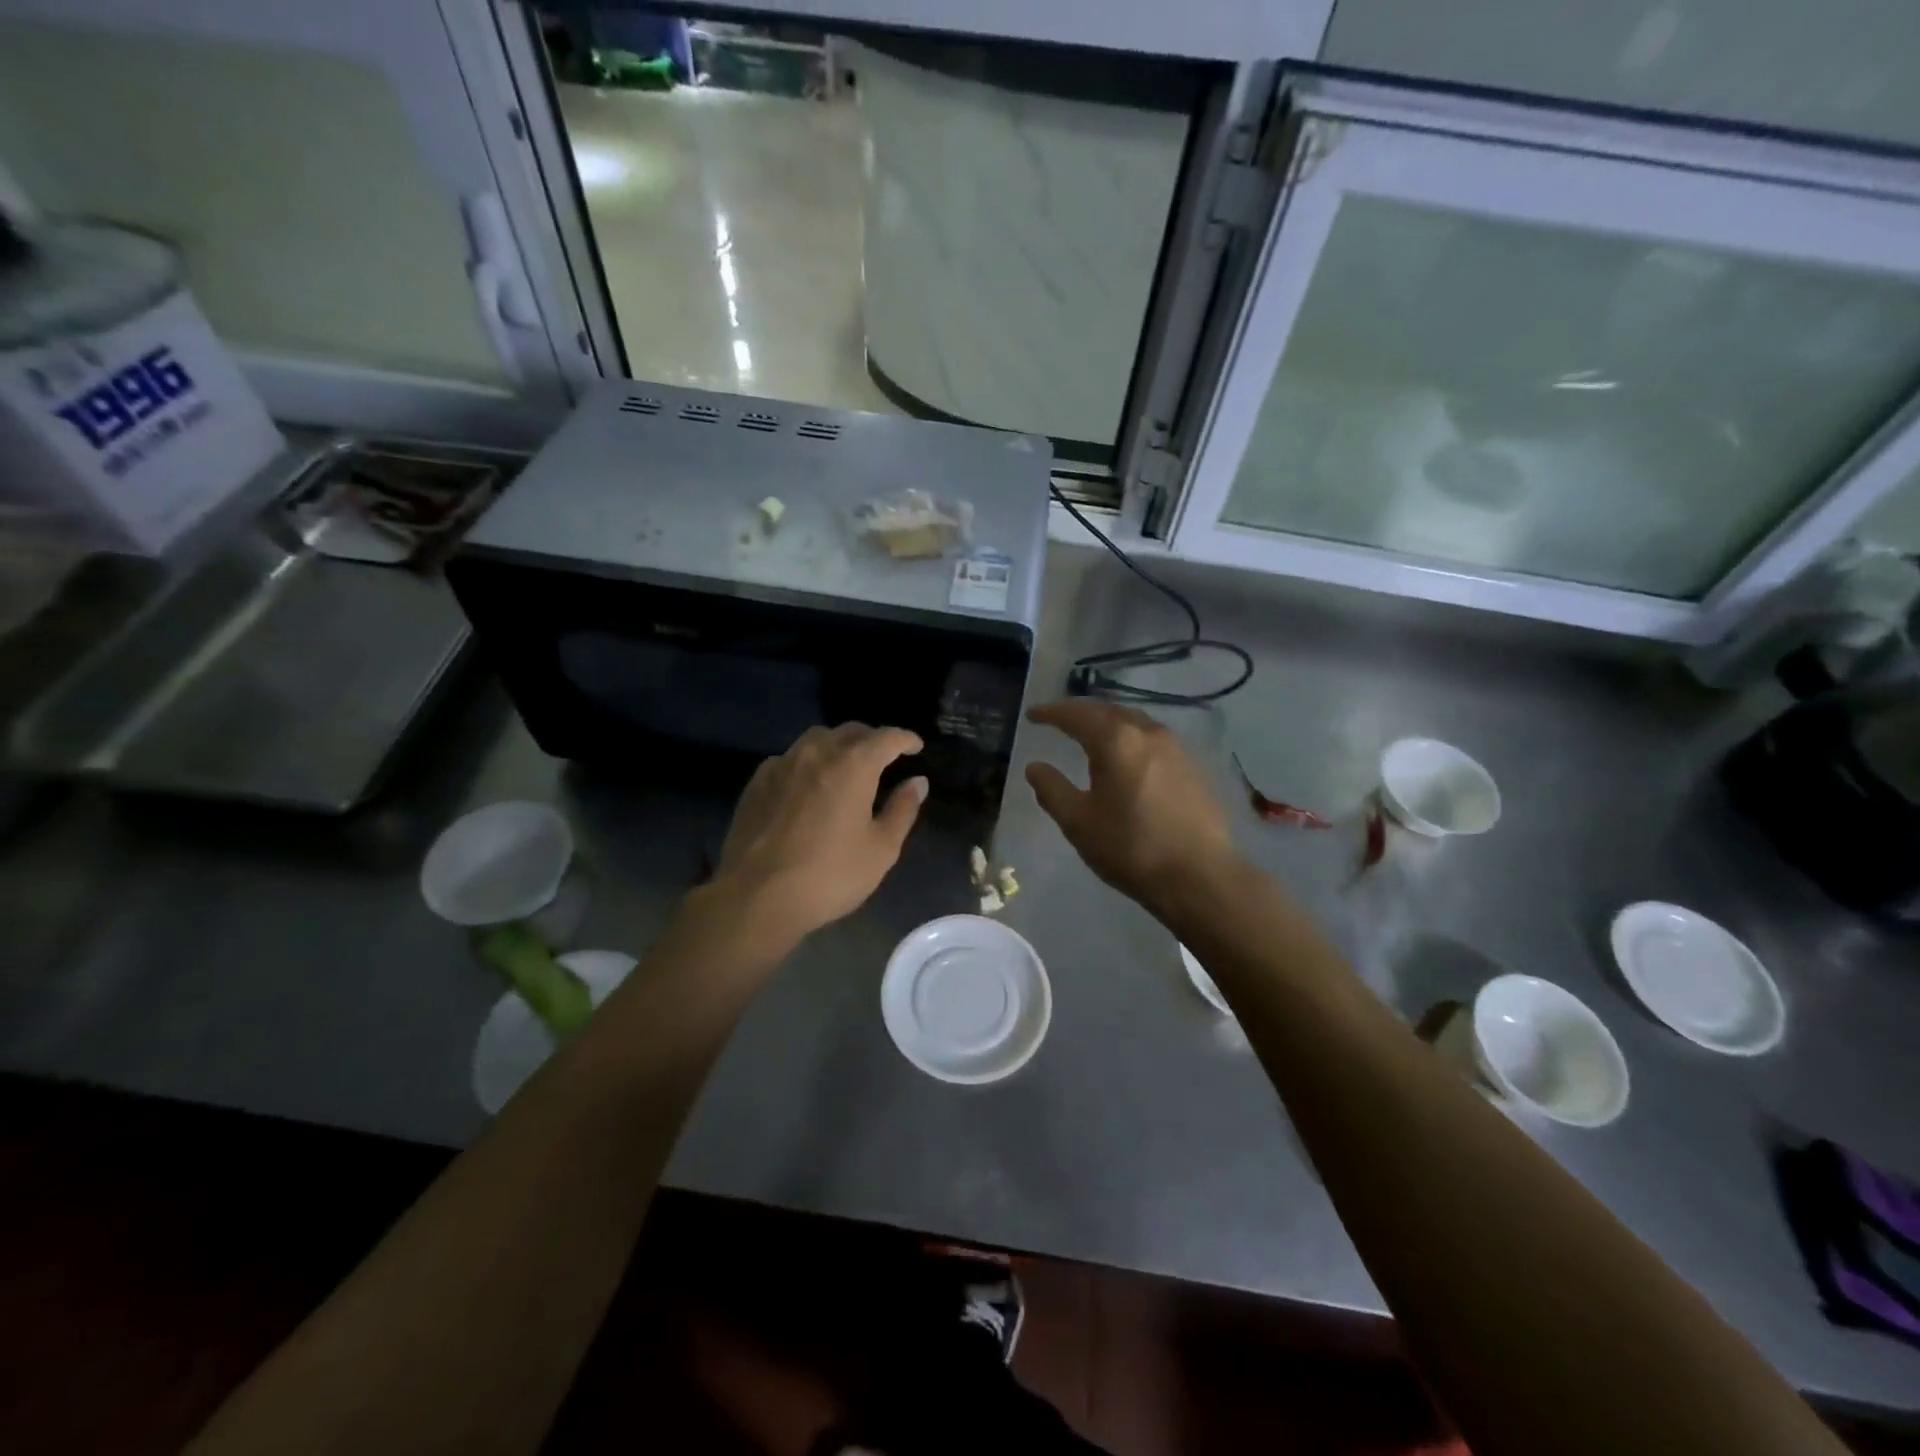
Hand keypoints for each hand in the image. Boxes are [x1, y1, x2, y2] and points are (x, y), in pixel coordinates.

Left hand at [712, 723, 927, 943]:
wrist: (756, 897)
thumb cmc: (829, 875)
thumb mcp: (880, 849)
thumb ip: (902, 809)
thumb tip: (918, 782)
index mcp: (853, 765)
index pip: (886, 737)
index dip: (905, 739)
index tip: (916, 747)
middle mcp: (817, 753)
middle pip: (851, 731)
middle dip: (873, 739)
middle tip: (885, 758)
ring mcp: (782, 764)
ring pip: (817, 738)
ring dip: (838, 745)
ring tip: (847, 766)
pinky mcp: (757, 781)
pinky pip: (790, 758)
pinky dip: (809, 762)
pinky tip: (809, 785)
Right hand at [1024, 700, 1238, 914]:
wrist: (1200, 877)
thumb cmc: (1131, 847)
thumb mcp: (1079, 822)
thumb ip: (1053, 790)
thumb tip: (1035, 767)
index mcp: (1116, 741)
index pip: (1077, 715)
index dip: (1052, 712)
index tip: (1032, 714)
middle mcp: (1148, 733)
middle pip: (1109, 711)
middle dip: (1082, 712)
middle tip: (1060, 719)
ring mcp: (1176, 748)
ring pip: (1135, 722)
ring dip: (1109, 722)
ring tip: (1093, 733)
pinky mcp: (1194, 767)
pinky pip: (1154, 739)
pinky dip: (1132, 738)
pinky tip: (1128, 756)